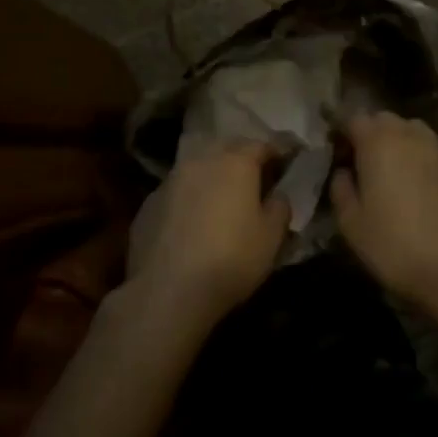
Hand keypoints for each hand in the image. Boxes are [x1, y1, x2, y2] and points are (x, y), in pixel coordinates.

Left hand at [126, 142, 290, 326]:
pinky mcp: (148, 204)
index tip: (290, 159)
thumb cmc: (231, 259)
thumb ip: (280, 206)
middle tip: (257, 175)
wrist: (167, 292)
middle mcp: (200, 161)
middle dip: (243, 157)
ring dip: (213, 175)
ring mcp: (169, 181)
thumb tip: (277, 195)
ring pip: (198, 167)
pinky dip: (190, 198)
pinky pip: (177, 191)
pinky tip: (193, 221)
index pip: (262, 145)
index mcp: (235, 162)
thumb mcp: (272, 236)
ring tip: (223, 197)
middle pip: (226, 148)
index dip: (279, 151)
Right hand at [330, 113, 437, 306]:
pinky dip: (421, 158)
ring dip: (398, 142)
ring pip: (413, 131)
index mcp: (378, 141)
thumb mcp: (352, 224)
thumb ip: (341, 190)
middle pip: (384, 120)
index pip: (352, 118)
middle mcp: (411, 134)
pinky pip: (433, 151)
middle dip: (369, 133)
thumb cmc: (396, 245)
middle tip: (360, 162)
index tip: (333, 149)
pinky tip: (420, 185)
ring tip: (391, 172)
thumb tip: (343, 172)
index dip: (339, 130)